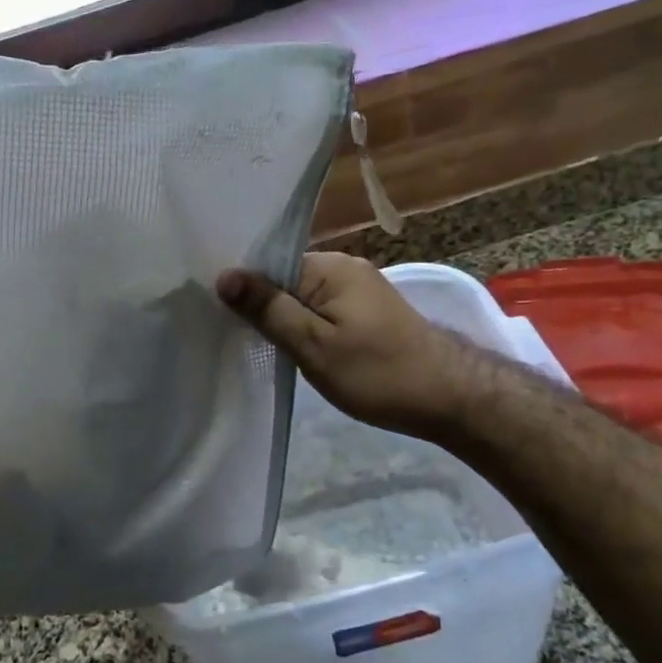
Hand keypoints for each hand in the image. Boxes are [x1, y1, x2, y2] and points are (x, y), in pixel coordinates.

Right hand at [217, 253, 481, 438]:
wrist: (449, 397)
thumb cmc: (377, 372)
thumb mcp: (314, 344)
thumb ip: (269, 309)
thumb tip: (224, 275)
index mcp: (330, 266)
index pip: (269, 265)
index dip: (241, 287)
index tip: (211, 309)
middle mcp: (344, 267)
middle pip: (285, 278)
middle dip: (259, 303)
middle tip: (225, 330)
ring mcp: (359, 288)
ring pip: (303, 296)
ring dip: (282, 317)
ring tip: (251, 341)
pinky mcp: (367, 311)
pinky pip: (321, 309)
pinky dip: (304, 325)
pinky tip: (290, 345)